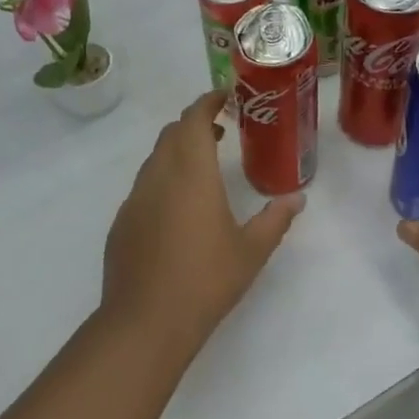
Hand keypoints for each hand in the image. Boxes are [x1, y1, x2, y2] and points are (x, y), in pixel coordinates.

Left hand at [100, 90, 303, 358]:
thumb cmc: (206, 281)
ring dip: (177, 152)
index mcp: (191, 173)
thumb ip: (275, 219)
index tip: (224, 97)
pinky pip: (143, 187)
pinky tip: (177, 209)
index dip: (207, 102)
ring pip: (155, 160)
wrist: (146, 321)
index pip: (193, 120)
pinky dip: (162, 180)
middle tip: (219, 131)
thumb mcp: (252, 251)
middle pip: (171, 134)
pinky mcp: (121, 222)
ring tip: (201, 167)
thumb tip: (297, 199)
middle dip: (194, 124)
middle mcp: (158, 176)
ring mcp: (134, 199)